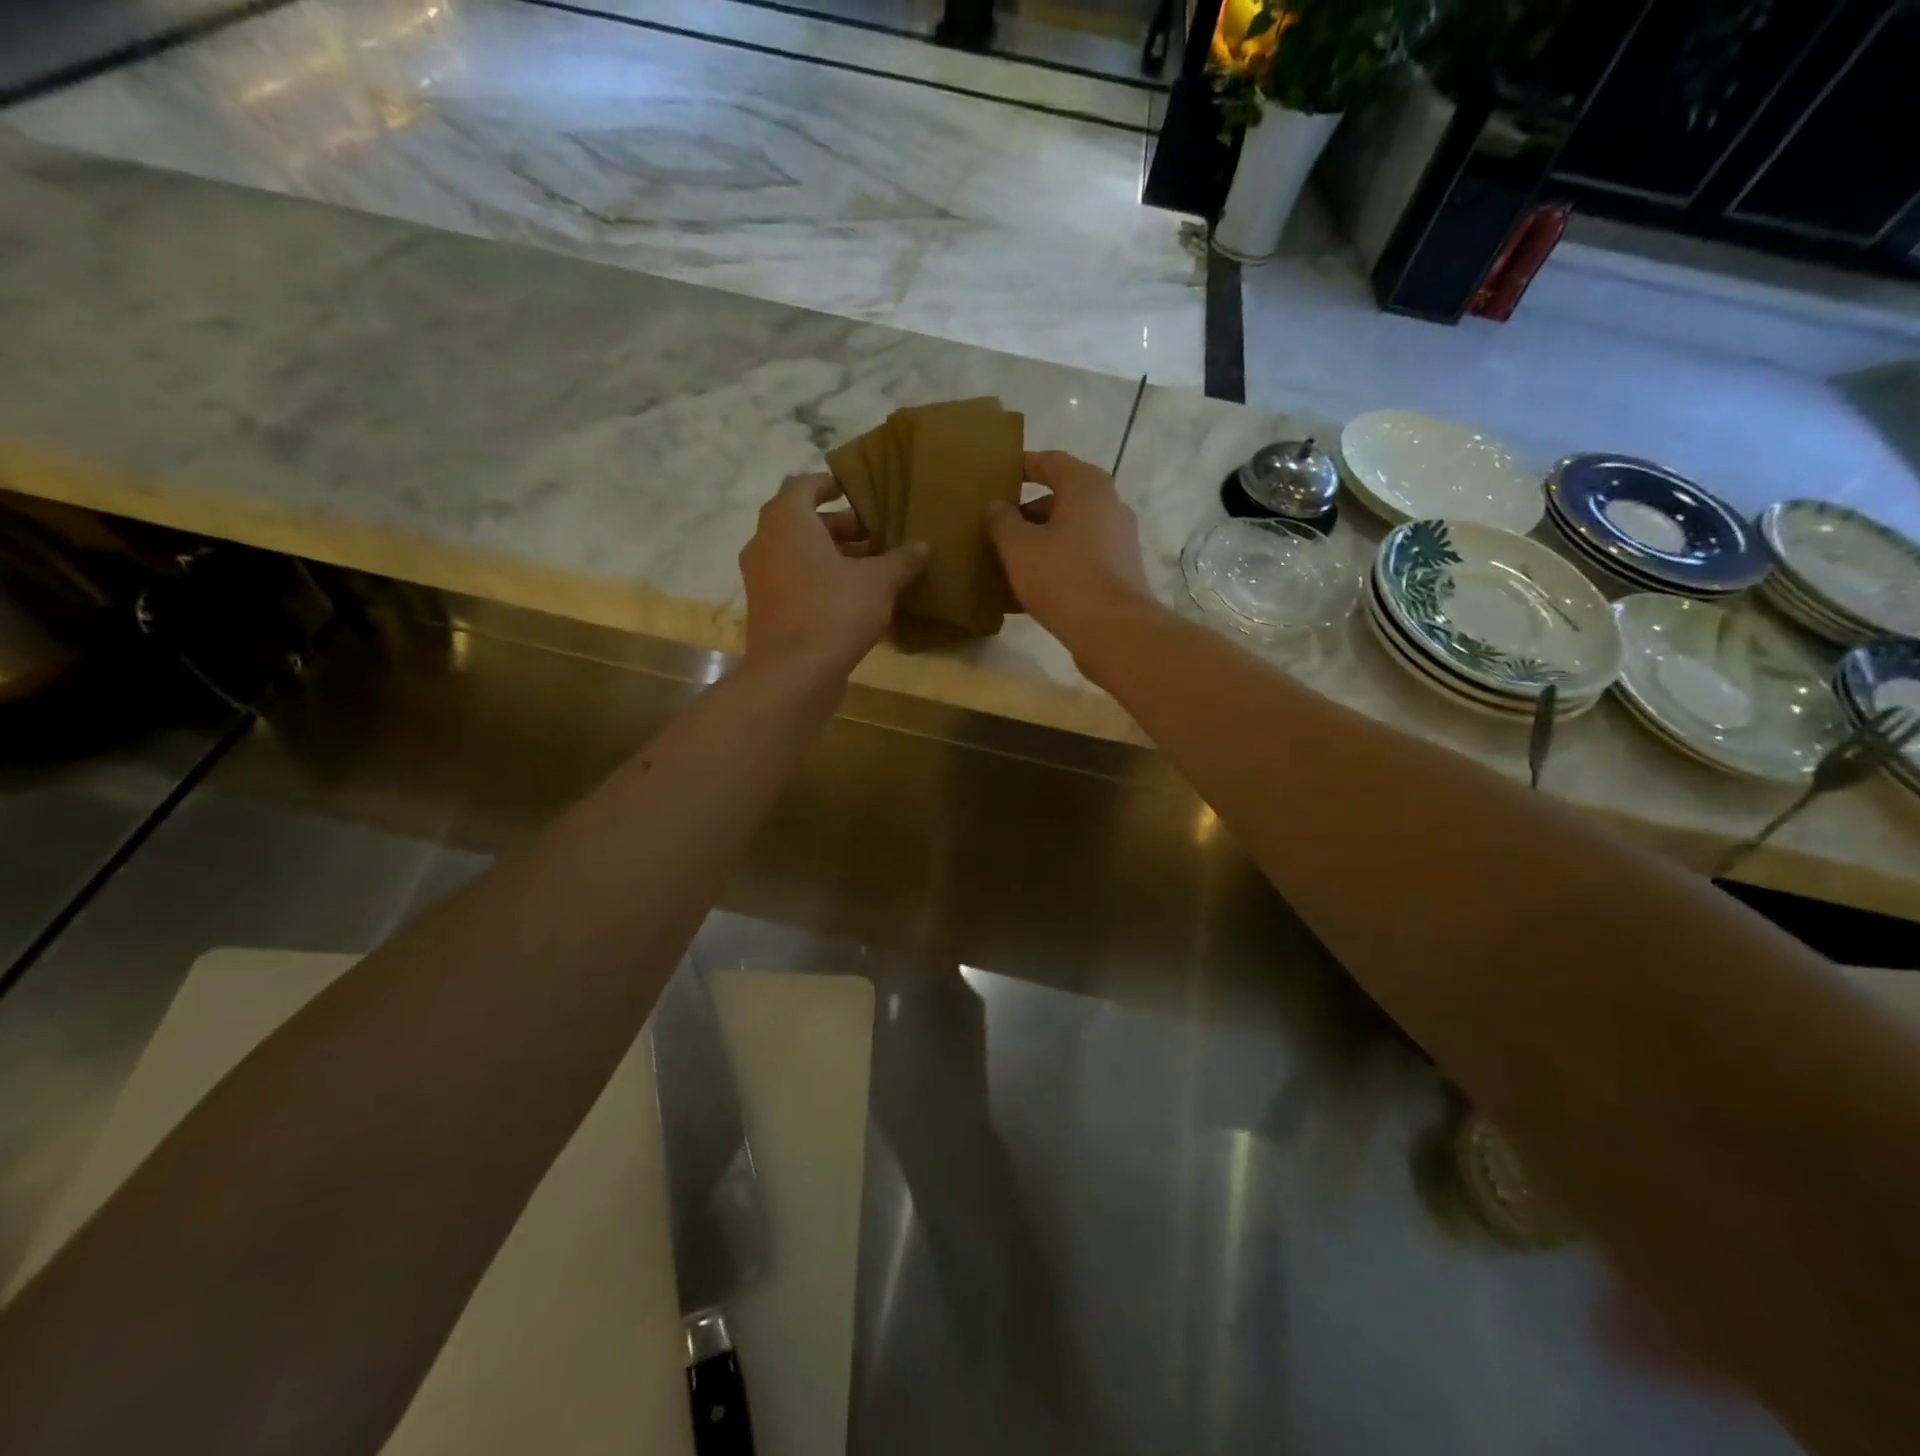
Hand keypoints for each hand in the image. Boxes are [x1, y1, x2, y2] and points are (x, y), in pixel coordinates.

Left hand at [739, 474, 927, 676]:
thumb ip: (901, 560)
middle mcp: (765, 541)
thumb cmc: (834, 612)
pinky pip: (792, 579)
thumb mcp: (879, 582)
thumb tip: (922, 545)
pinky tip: (851, 597)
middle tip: (873, 535)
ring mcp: (760, 577)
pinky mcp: (764, 608)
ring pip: (796, 552)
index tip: (855, 492)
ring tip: (868, 567)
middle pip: (800, 520)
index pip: (803, 485)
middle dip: (838, 526)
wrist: (794, 674)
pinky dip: (817, 578)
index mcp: (787, 521)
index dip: (829, 485)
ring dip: (829, 554)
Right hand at [985, 451, 1155, 666]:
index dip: (1023, 466)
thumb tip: (997, 507)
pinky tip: (1035, 585)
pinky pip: (1082, 557)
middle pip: (1063, 498)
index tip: (999, 475)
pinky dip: (1059, 562)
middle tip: (998, 526)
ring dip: (1043, 539)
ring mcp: (1120, 540)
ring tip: (1011, 558)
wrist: (1114, 630)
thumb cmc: (1063, 577)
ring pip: (1072, 530)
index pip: (1051, 461)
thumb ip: (1001, 520)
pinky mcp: (1121, 572)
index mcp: (1087, 486)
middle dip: (1029, 510)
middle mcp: (1110, 505)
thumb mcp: (1018, 547)